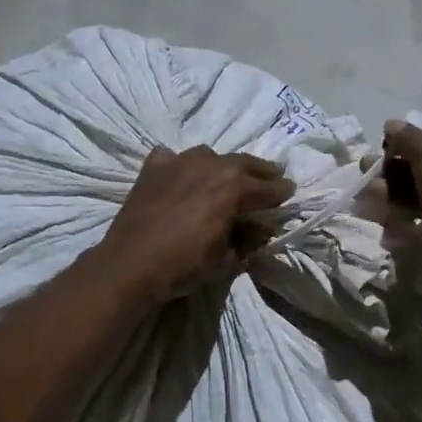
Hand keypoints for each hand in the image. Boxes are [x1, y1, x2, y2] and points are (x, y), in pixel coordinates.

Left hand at [94, 146, 295, 304]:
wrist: (130, 263)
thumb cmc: (184, 265)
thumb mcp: (226, 258)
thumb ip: (247, 238)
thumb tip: (259, 229)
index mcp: (234, 187)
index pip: (267, 188)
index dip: (281, 192)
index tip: (290, 191)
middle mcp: (211, 165)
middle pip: (243, 163)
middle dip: (260, 171)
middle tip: (272, 175)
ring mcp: (179, 161)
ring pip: (209, 156)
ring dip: (222, 165)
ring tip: (226, 175)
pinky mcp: (153, 167)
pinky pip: (173, 158)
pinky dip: (180, 165)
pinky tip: (180, 176)